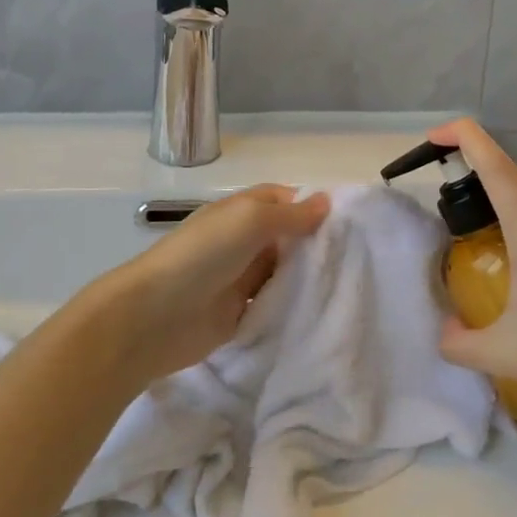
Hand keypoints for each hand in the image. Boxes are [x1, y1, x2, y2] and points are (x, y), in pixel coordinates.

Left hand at [86, 185, 330, 388]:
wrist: (154, 317)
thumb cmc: (203, 256)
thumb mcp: (249, 221)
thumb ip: (289, 214)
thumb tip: (325, 201)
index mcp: (243, 211)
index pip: (285, 200)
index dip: (314, 206)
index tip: (353, 221)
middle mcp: (243, 241)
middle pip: (289, 238)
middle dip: (318, 245)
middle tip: (361, 257)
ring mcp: (241, 278)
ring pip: (285, 273)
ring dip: (309, 278)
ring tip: (353, 284)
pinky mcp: (240, 314)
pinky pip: (275, 306)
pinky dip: (294, 307)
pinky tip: (325, 311)